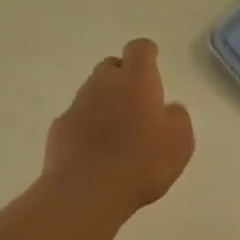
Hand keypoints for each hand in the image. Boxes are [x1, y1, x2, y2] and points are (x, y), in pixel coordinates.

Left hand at [46, 38, 194, 214]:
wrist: (88, 190)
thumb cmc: (142, 162)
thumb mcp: (180, 142)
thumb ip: (177, 118)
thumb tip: (169, 108)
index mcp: (136, 80)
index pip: (139, 49)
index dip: (147, 54)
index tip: (152, 64)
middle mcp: (103, 84)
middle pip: (111, 67)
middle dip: (123, 78)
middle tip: (136, 103)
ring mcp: (76, 105)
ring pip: (92, 93)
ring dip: (104, 104)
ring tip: (117, 133)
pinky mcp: (59, 129)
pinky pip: (76, 119)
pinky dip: (86, 127)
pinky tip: (95, 152)